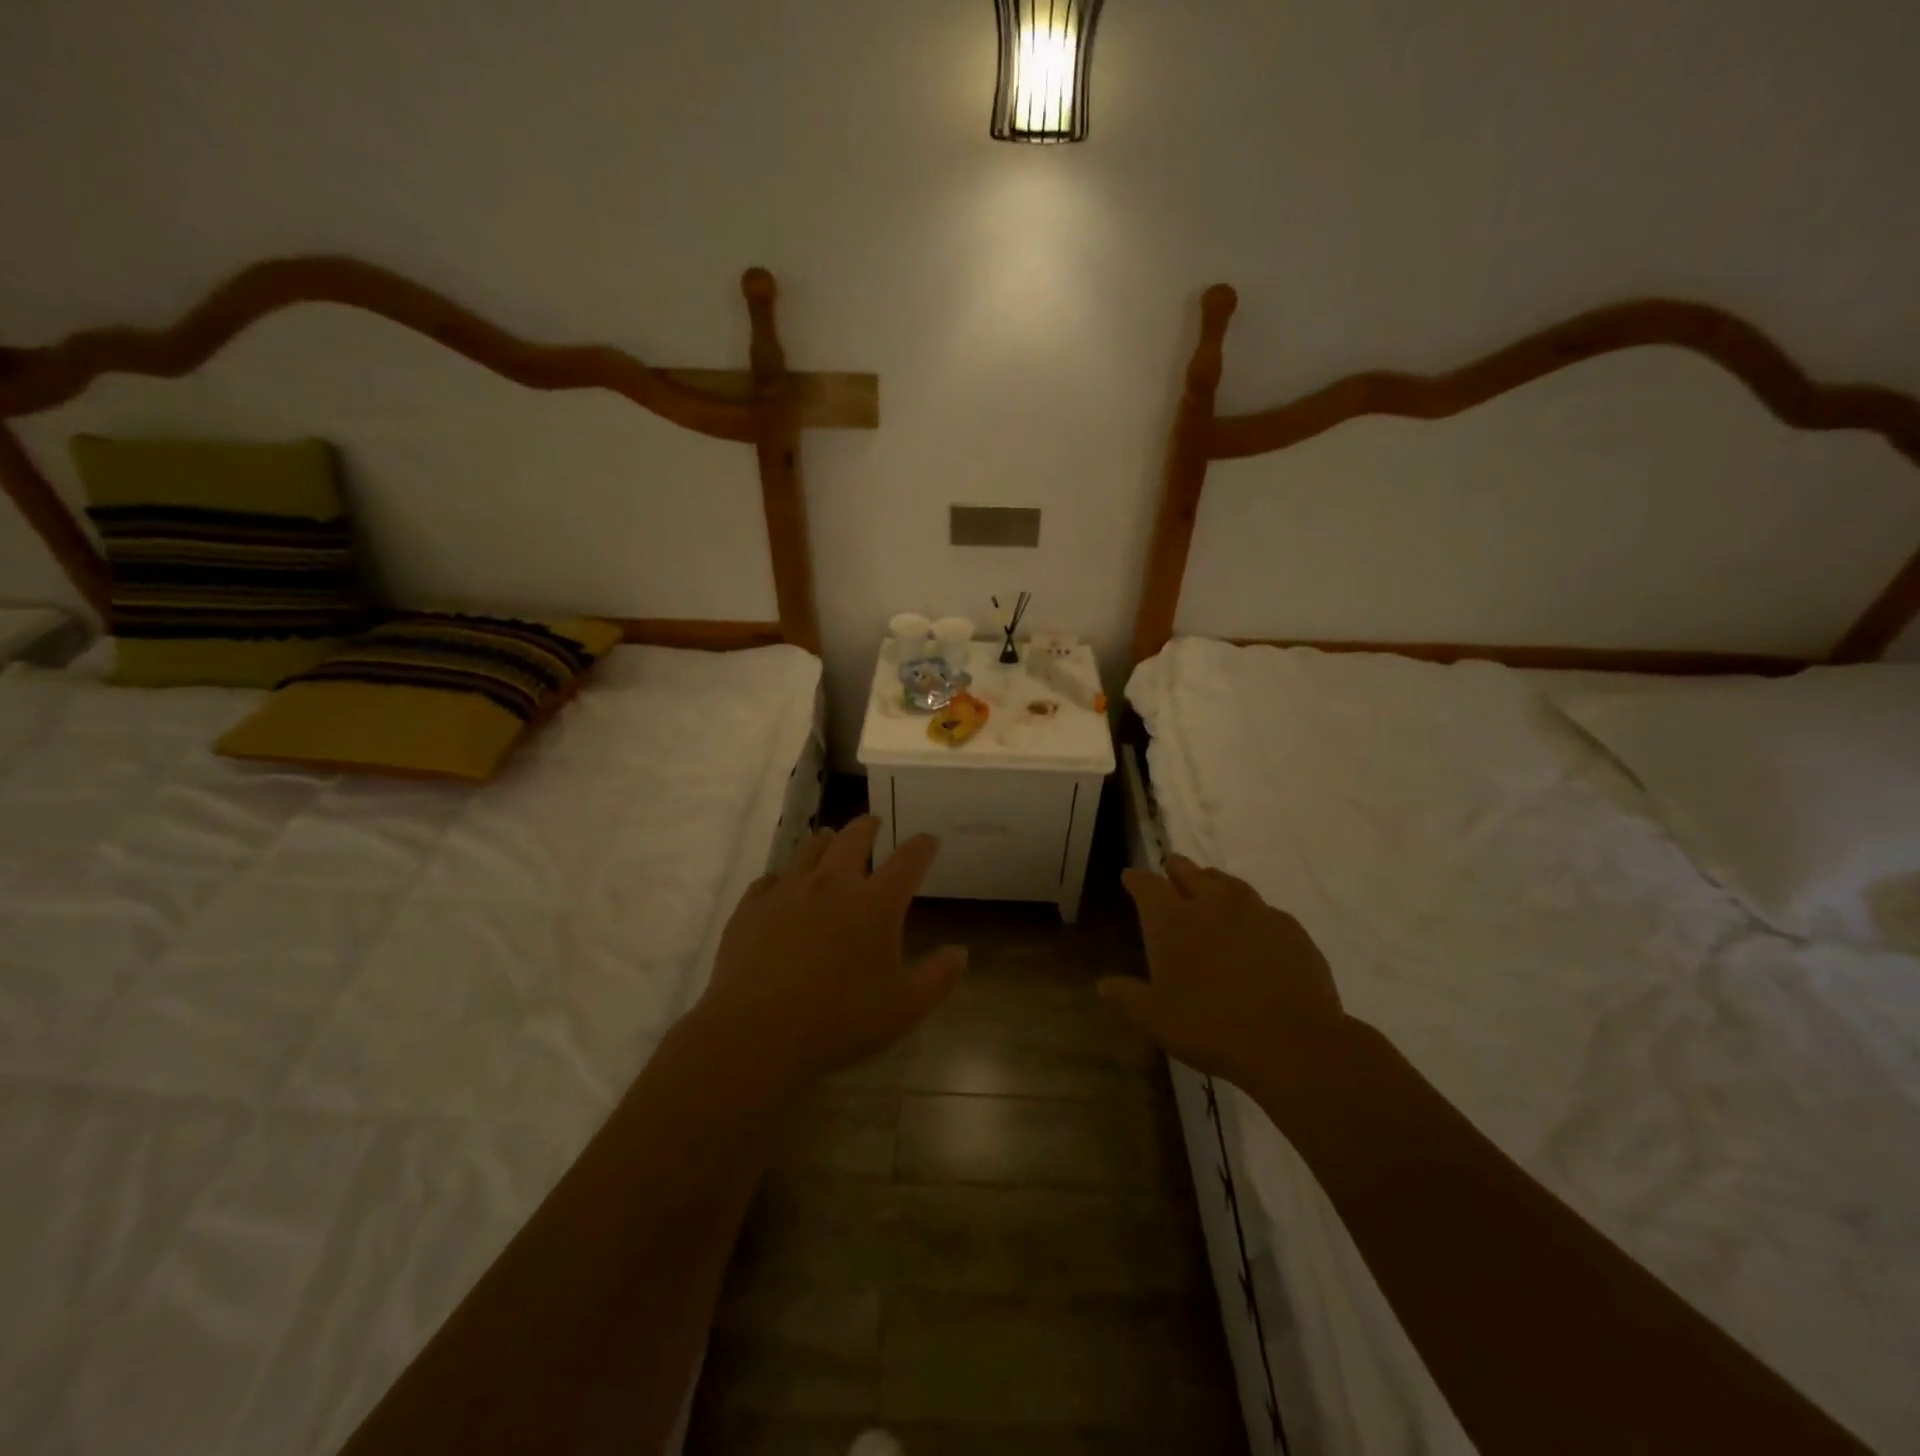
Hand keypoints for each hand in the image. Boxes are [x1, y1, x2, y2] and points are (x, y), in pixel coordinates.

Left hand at [694, 816, 965, 1085]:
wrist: (756, 1033)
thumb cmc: (839, 1020)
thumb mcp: (905, 1008)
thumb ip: (938, 977)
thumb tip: (960, 952)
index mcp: (875, 903)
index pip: (907, 861)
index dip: (922, 846)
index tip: (928, 840)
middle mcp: (832, 884)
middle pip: (853, 838)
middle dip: (868, 827)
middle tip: (874, 823)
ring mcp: (787, 891)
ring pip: (810, 849)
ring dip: (826, 841)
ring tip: (830, 840)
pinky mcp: (752, 907)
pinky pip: (770, 879)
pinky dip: (784, 877)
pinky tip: (782, 886)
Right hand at [1099, 854, 1347, 1094]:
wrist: (1291, 1042)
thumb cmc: (1210, 1027)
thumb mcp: (1156, 1019)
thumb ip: (1127, 997)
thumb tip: (1102, 985)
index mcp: (1172, 921)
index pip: (1147, 886)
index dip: (1136, 880)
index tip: (1130, 876)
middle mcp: (1211, 904)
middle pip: (1189, 873)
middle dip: (1176, 869)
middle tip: (1170, 868)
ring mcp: (1254, 912)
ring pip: (1228, 882)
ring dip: (1213, 880)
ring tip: (1209, 884)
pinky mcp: (1289, 928)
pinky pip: (1263, 908)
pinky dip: (1250, 909)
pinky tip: (1253, 923)